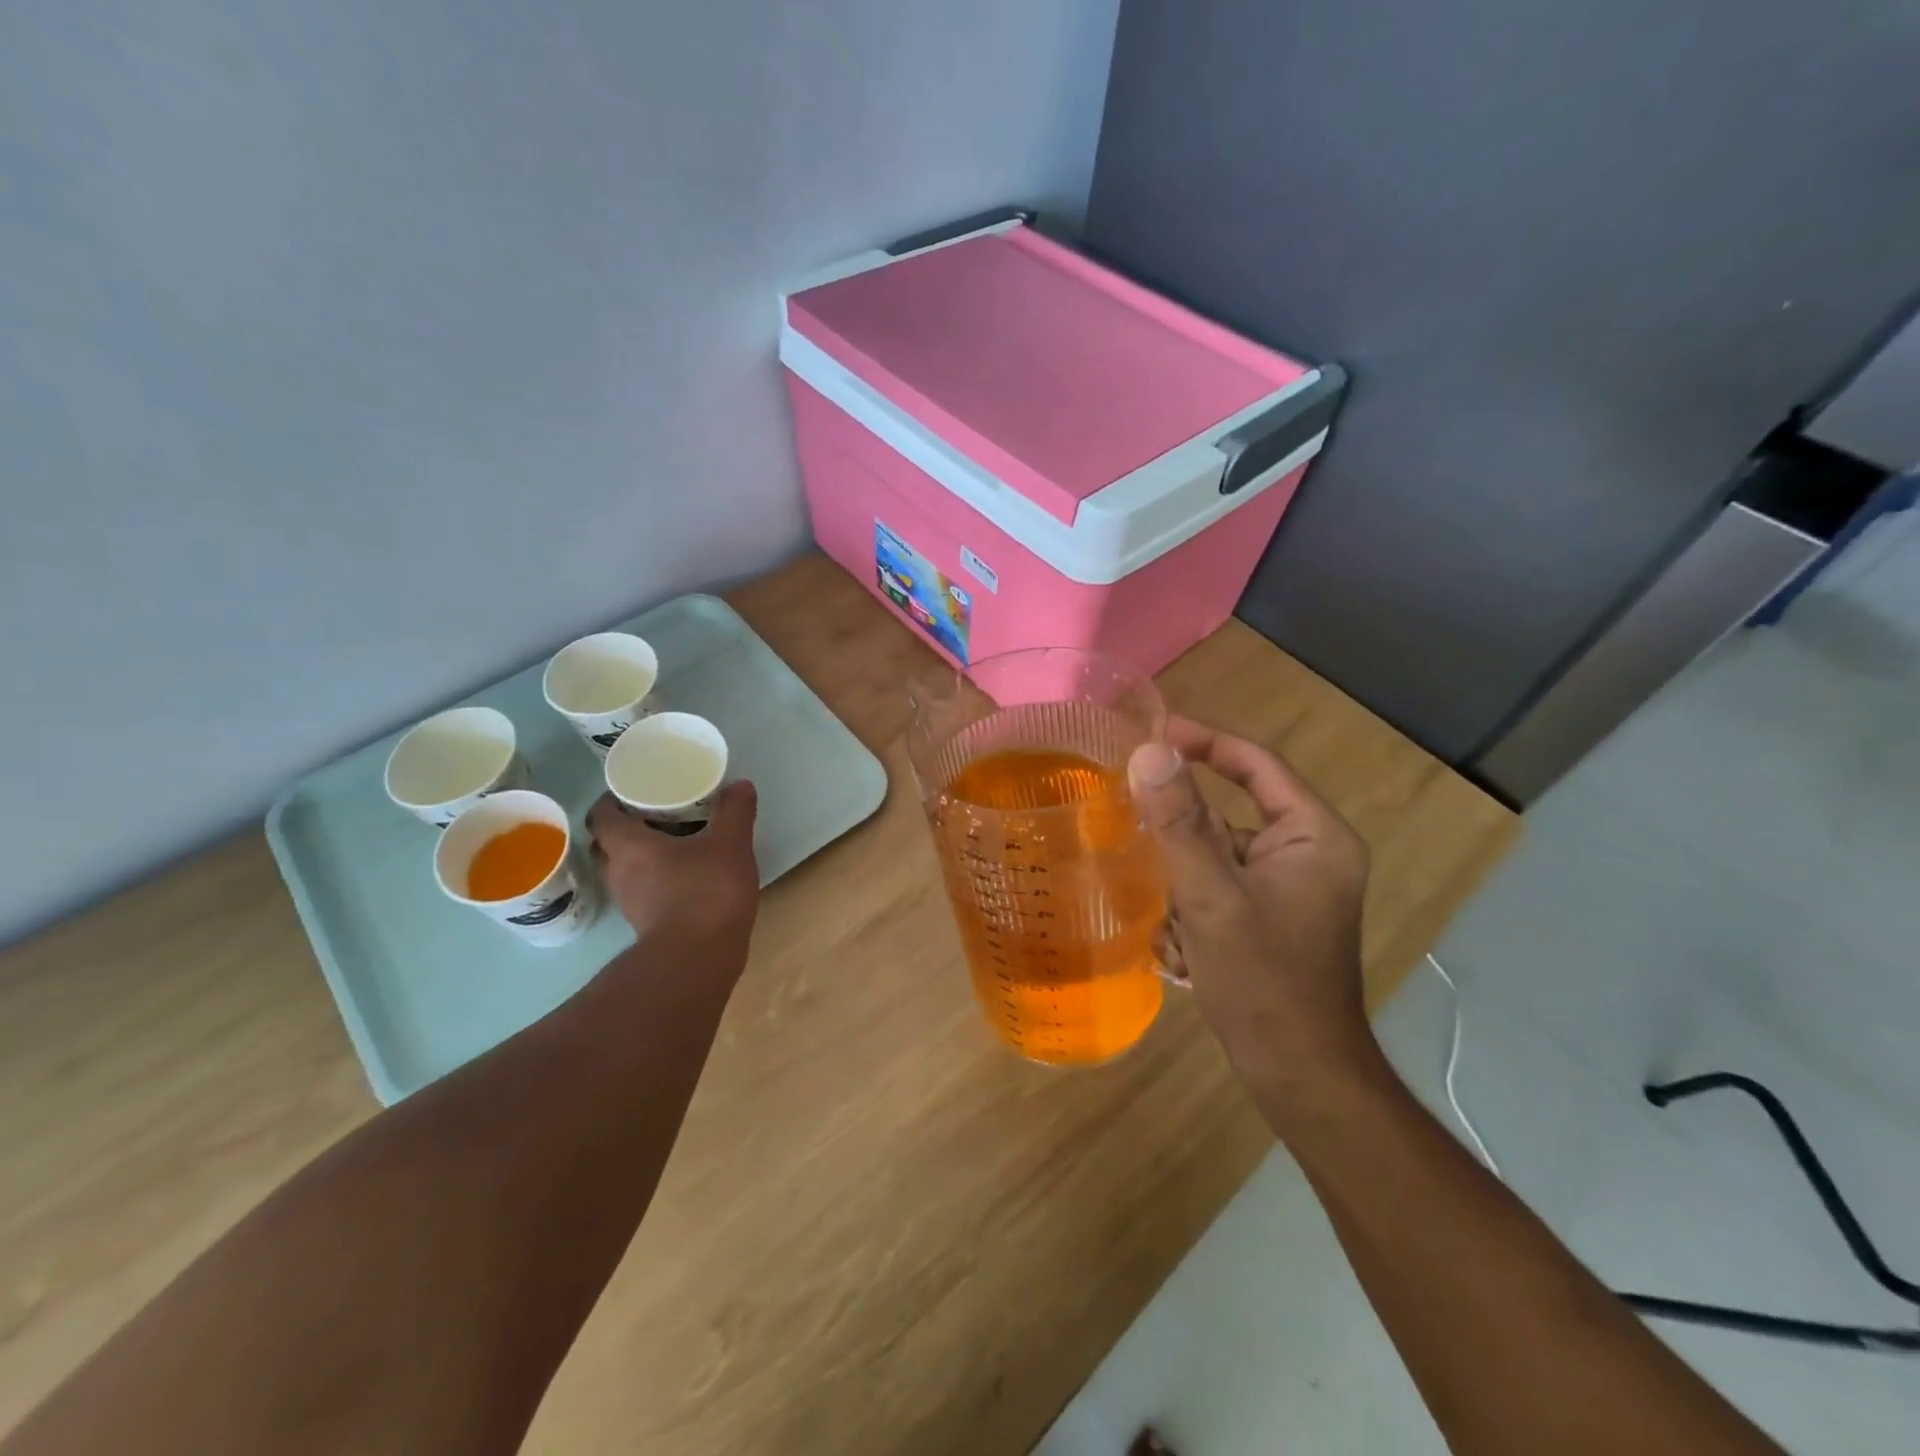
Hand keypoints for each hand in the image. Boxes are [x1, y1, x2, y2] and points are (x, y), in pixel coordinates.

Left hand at [587, 783, 760, 957]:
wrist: (698, 959)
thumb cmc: (707, 892)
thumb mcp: (730, 844)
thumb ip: (734, 812)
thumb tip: (740, 784)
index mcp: (629, 846)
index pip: (601, 816)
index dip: (612, 801)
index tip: (633, 792)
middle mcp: (619, 873)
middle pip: (608, 844)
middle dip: (626, 828)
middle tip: (656, 815)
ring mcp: (630, 903)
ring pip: (624, 871)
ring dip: (641, 857)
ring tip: (674, 844)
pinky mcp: (646, 925)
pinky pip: (642, 893)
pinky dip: (655, 881)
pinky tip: (684, 878)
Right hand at [1127, 717, 1377, 1109]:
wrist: (1299, 1076)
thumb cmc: (1264, 983)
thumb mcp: (1212, 898)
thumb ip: (1179, 823)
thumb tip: (1148, 752)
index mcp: (1315, 836)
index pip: (1257, 765)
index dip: (1205, 742)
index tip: (1152, 732)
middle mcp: (1307, 852)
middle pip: (1230, 811)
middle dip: (1180, 831)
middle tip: (1130, 827)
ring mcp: (1288, 886)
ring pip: (1216, 852)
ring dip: (1181, 876)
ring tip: (1163, 915)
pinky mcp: (1267, 914)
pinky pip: (1217, 884)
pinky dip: (1190, 903)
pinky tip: (1178, 944)